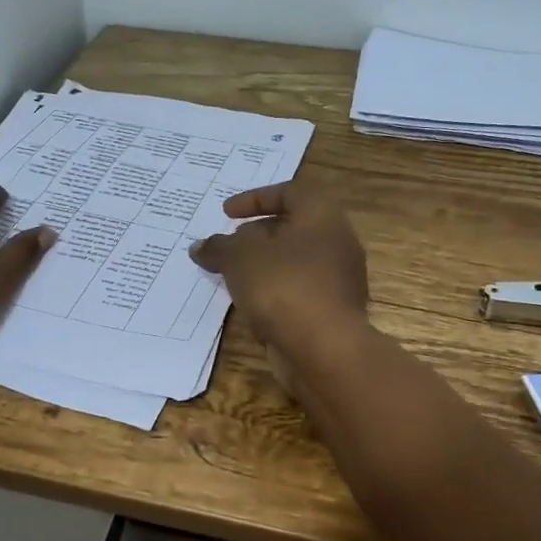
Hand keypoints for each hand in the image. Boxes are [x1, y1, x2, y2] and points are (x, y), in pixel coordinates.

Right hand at [188, 182, 367, 356]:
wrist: (324, 349)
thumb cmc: (283, 286)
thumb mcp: (239, 258)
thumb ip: (218, 247)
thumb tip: (200, 246)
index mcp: (322, 216)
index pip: (291, 191)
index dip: (255, 198)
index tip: (226, 214)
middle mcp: (338, 242)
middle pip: (294, 227)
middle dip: (257, 235)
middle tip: (228, 246)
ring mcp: (340, 279)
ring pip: (297, 262)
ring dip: (265, 266)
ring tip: (233, 277)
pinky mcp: (334, 311)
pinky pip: (300, 291)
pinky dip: (276, 291)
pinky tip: (251, 305)